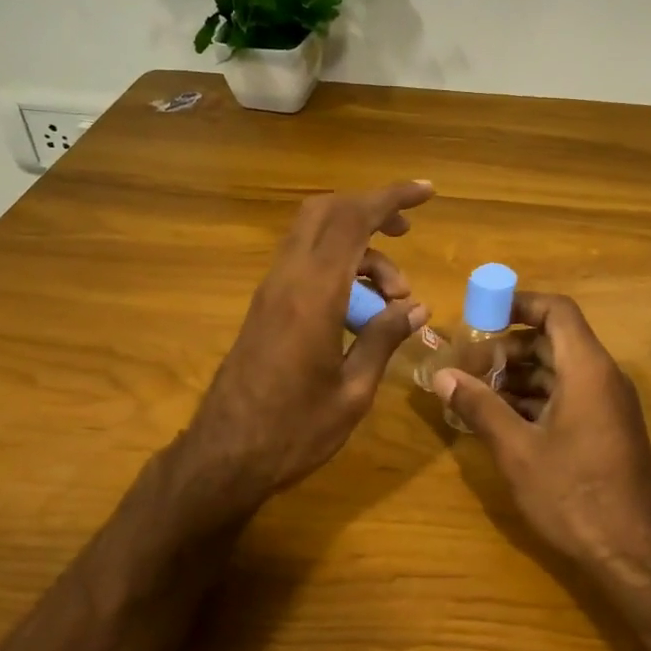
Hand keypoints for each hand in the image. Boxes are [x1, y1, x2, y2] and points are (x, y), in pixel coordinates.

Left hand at [178, 181, 434, 513]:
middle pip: (326, 212)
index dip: (390, 198)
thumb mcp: (353, 392)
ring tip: (394, 300)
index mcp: (313, 295)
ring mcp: (270, 292)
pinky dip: (338, 267)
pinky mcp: (264, 308)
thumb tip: (415, 307)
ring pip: (314, 237)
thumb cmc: (294, 432)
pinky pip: (304, 264)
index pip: (352, 220)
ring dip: (359, 250)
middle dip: (370, 209)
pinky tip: (361, 311)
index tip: (426, 193)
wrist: (224, 457)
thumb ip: (384, 340)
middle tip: (406, 234)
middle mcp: (287, 280)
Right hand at [430, 292, 650, 571]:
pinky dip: (535, 398)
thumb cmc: (572, 494)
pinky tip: (502, 420)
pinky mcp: (607, 429)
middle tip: (468, 367)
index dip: (518, 304)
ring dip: (518, 376)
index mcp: (587, 369)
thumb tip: (443, 376)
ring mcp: (608, 405)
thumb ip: (479, 407)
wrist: (632, 553)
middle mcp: (603, 378)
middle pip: (553, 340)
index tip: (480, 316)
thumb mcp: (517, 450)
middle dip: (507, 348)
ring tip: (476, 394)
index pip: (556, 311)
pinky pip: (568, 396)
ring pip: (559, 370)